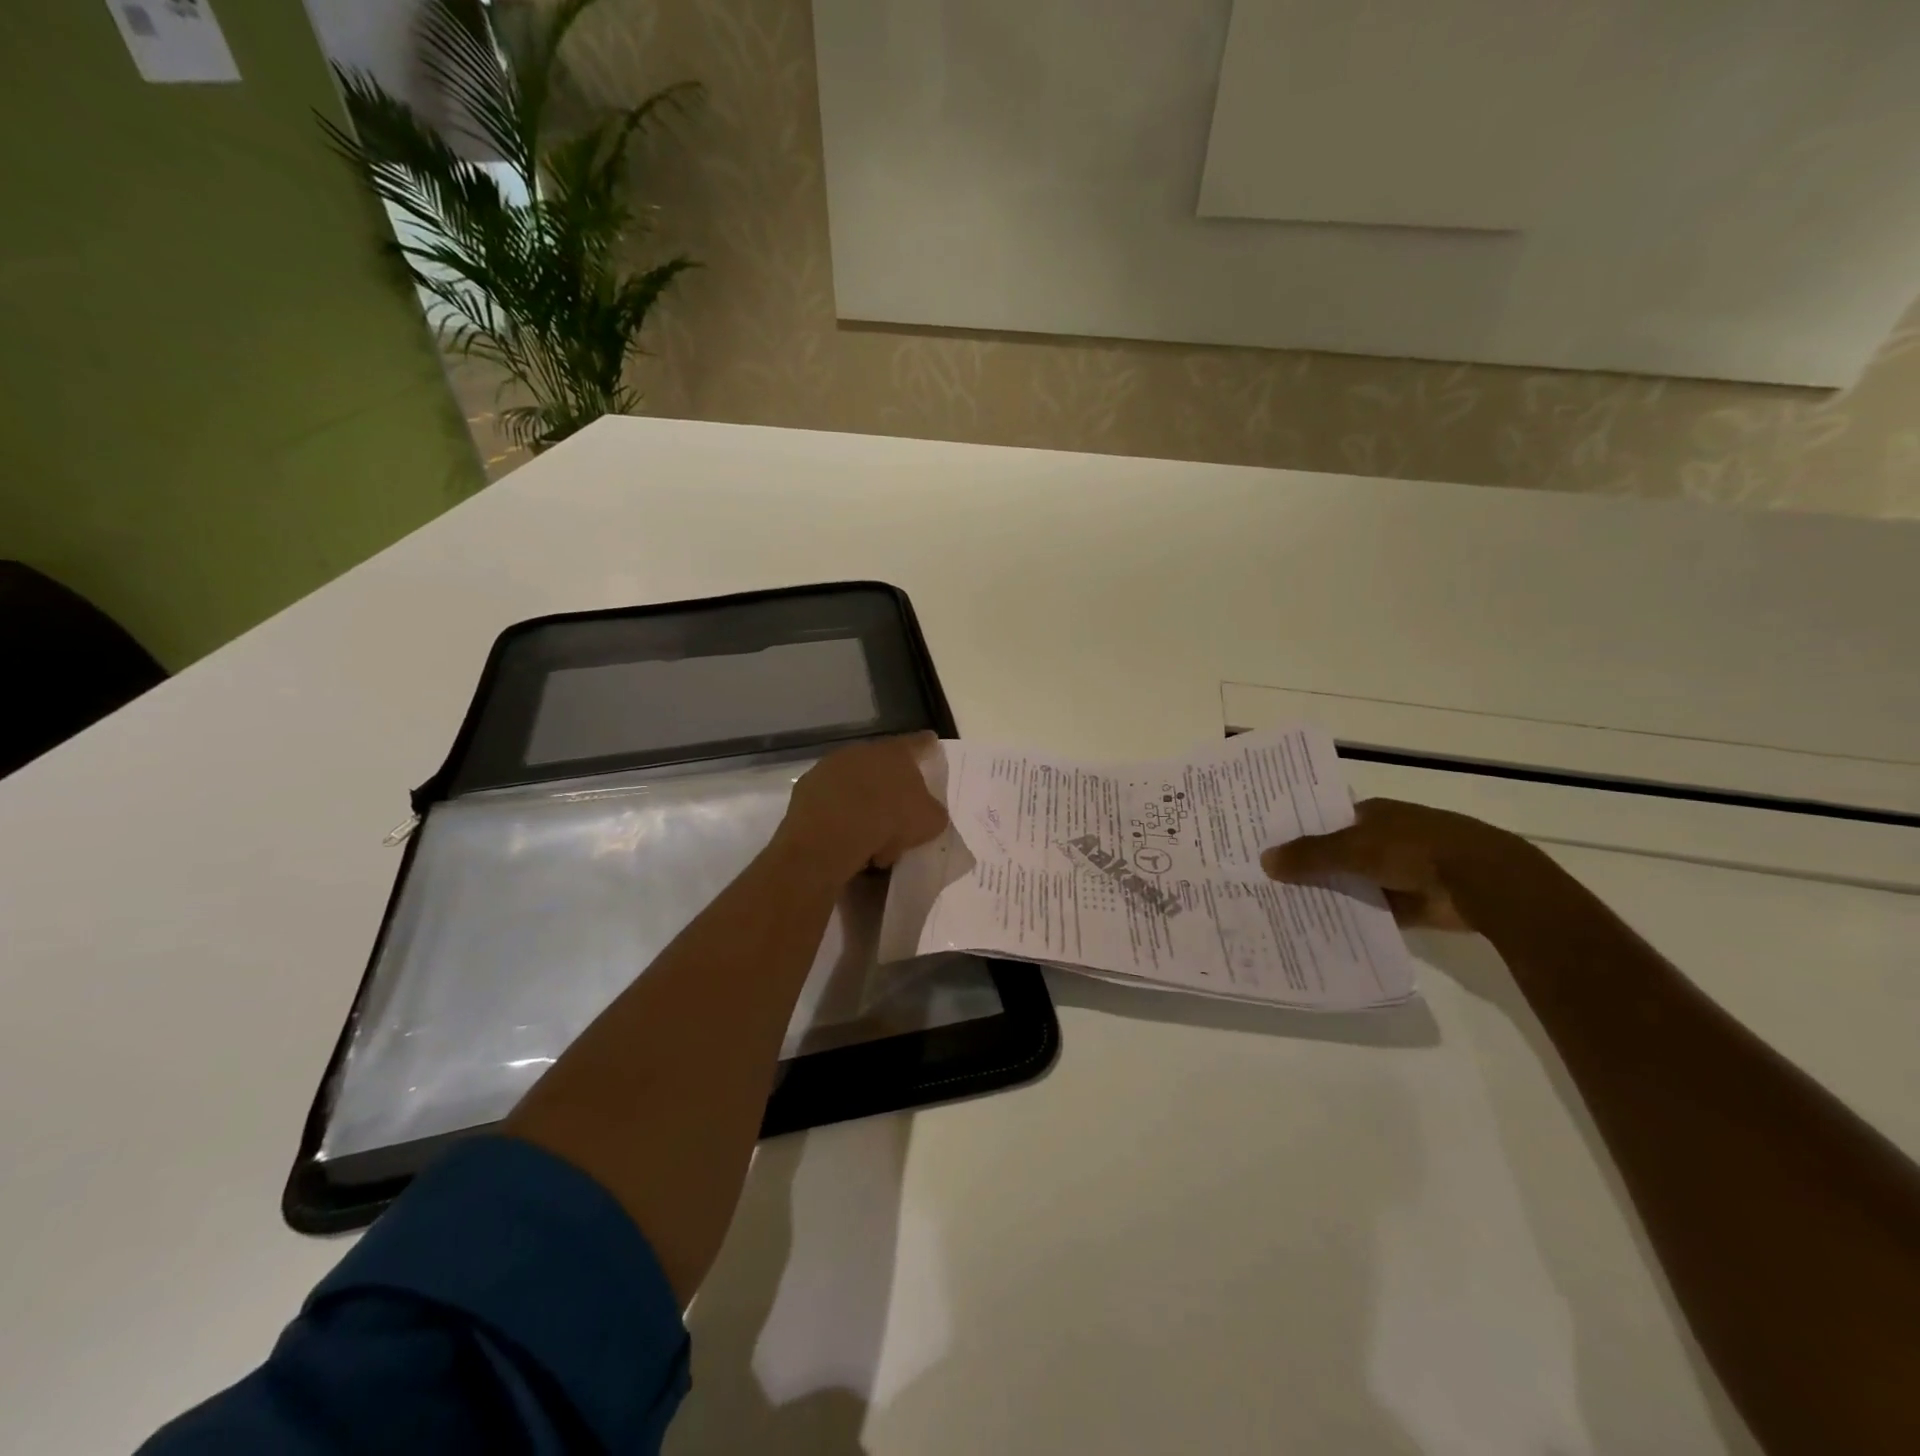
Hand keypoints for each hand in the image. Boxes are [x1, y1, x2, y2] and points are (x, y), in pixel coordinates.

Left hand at [775, 734, 948, 882]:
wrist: (831, 836)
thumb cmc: (889, 821)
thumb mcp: (929, 822)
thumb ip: (933, 811)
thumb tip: (928, 811)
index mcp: (896, 753)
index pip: (919, 743)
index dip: (928, 747)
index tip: (931, 747)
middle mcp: (862, 750)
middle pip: (882, 763)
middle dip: (889, 783)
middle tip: (896, 811)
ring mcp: (830, 766)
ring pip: (853, 781)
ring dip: (861, 800)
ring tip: (869, 833)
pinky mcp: (807, 786)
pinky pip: (829, 798)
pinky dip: (837, 812)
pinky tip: (843, 836)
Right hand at [1261, 798, 1530, 930]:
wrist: (1483, 883)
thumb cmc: (1414, 850)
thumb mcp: (1353, 849)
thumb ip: (1310, 855)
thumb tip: (1264, 860)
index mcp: (1373, 814)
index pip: (1325, 821)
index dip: (1297, 833)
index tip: (1265, 849)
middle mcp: (1385, 839)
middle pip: (1337, 854)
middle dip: (1309, 868)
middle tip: (1266, 884)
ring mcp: (1400, 871)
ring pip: (1353, 884)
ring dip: (1330, 895)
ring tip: (1285, 910)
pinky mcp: (1413, 903)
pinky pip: (1372, 911)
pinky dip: (1354, 919)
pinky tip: (1321, 931)